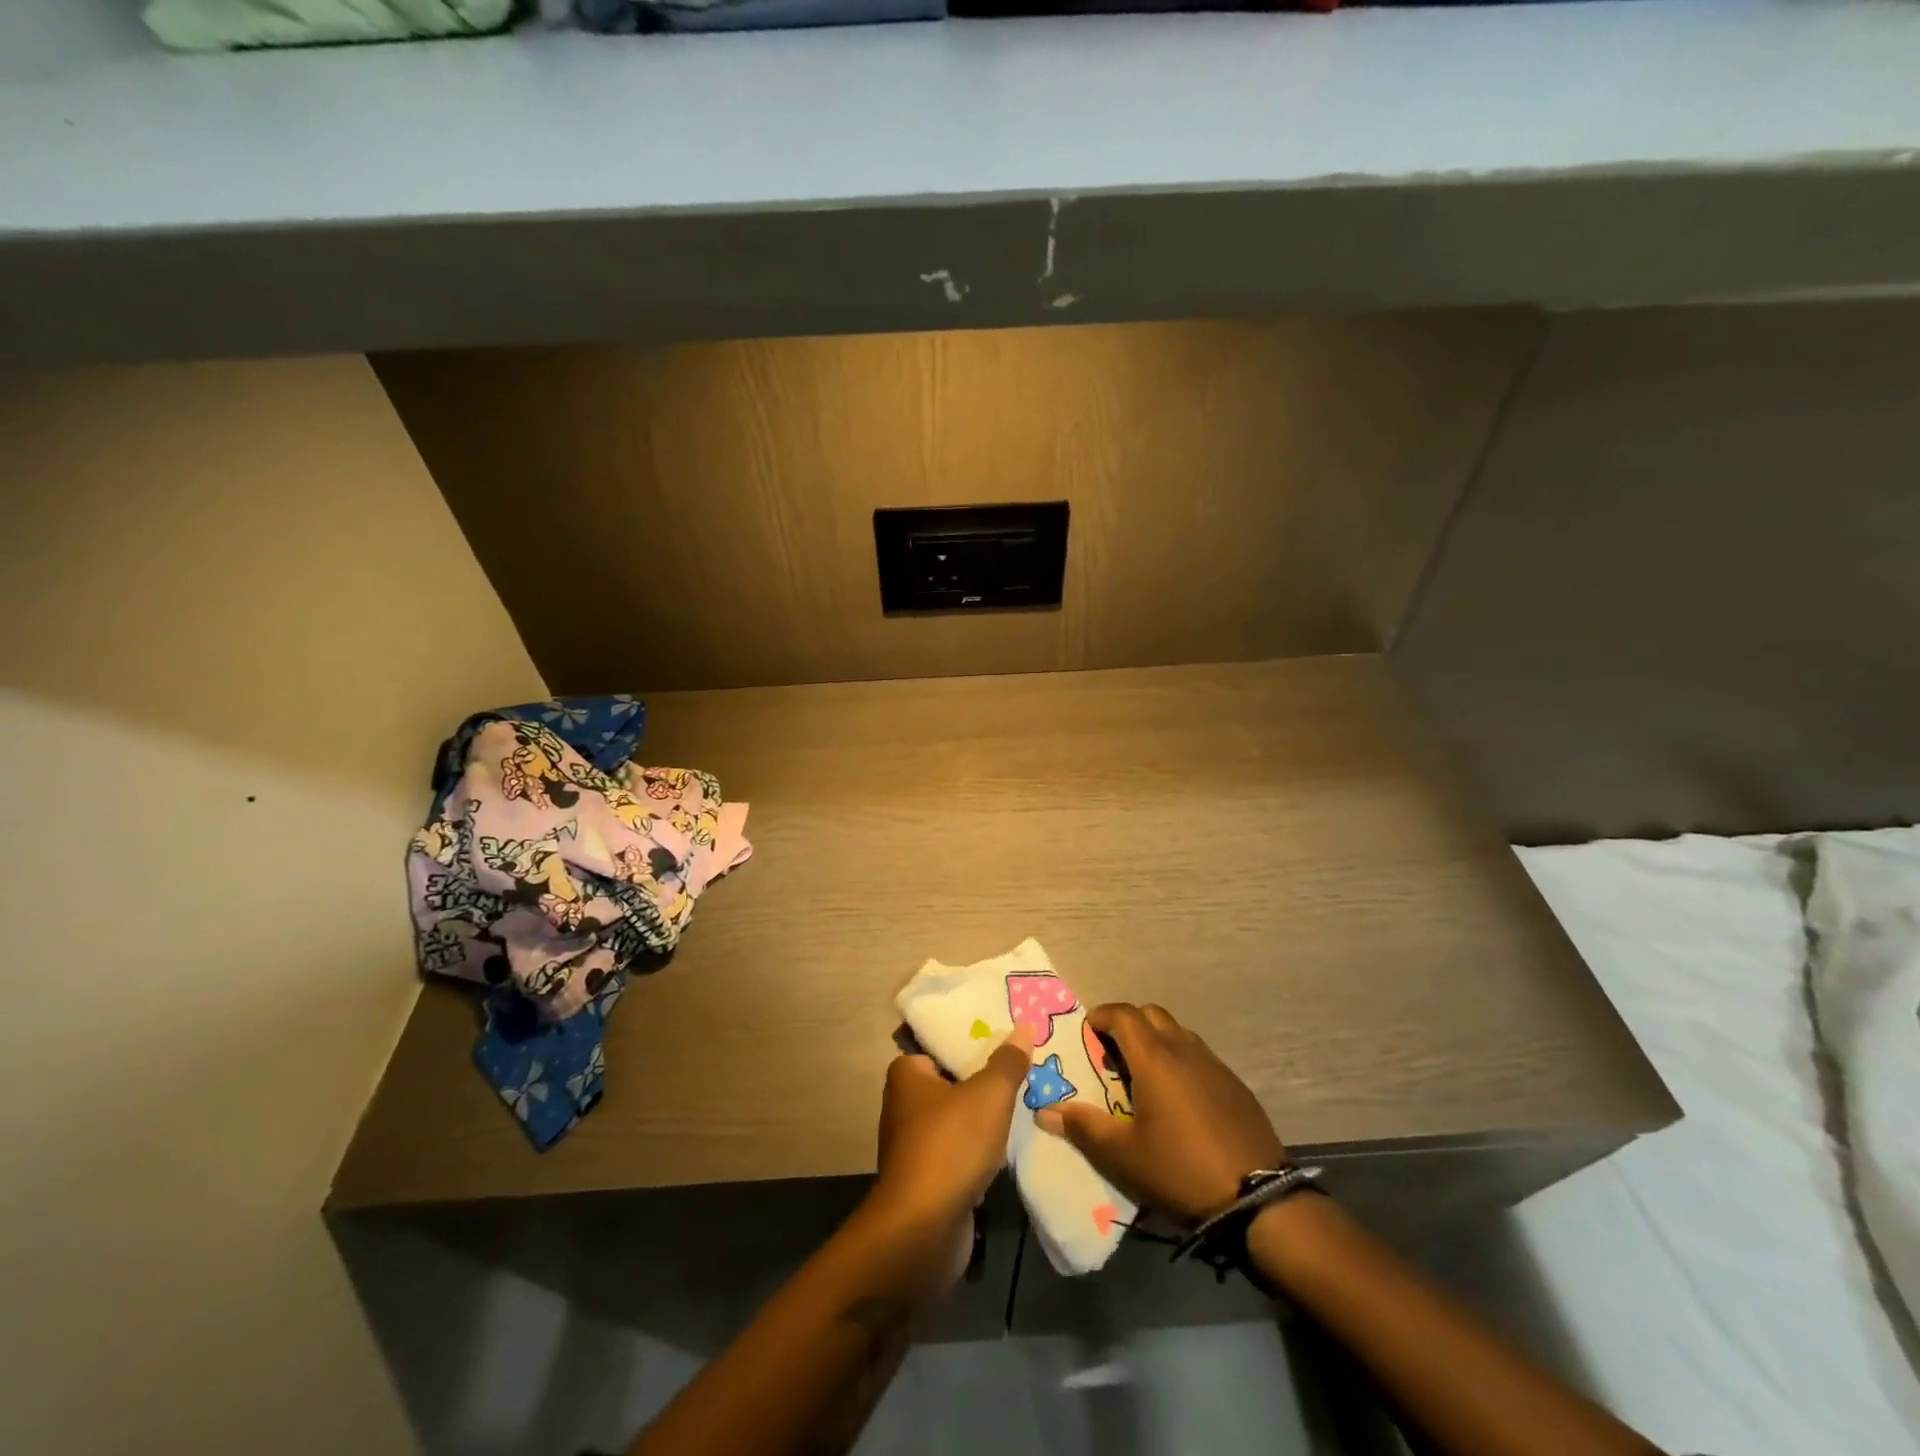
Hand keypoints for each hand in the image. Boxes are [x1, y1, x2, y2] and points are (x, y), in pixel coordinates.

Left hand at [867, 1029, 1033, 1236]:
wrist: (923, 1229)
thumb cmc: (951, 1145)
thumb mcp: (989, 1094)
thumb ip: (1007, 1062)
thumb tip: (1024, 1027)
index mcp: (906, 1075)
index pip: (941, 1049)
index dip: (973, 1046)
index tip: (1006, 1047)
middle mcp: (901, 1106)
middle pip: (951, 1085)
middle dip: (982, 1086)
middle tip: (1021, 1077)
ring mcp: (910, 1147)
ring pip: (955, 1122)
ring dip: (981, 1123)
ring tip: (1021, 1111)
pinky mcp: (922, 1182)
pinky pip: (956, 1155)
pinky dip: (976, 1155)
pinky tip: (1004, 1154)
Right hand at [1034, 1002, 1284, 1226]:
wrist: (1258, 1198)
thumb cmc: (1180, 1169)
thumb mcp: (1124, 1155)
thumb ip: (1083, 1127)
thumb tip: (1044, 1111)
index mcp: (1154, 1058)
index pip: (1123, 1014)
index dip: (1101, 1016)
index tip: (1087, 1032)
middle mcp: (1184, 1049)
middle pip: (1151, 1014)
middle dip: (1128, 1024)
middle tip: (1112, 1053)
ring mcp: (1214, 1064)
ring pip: (1177, 1032)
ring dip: (1156, 1040)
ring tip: (1144, 1076)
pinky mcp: (1235, 1084)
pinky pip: (1199, 1055)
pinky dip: (1180, 1061)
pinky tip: (1179, 1099)